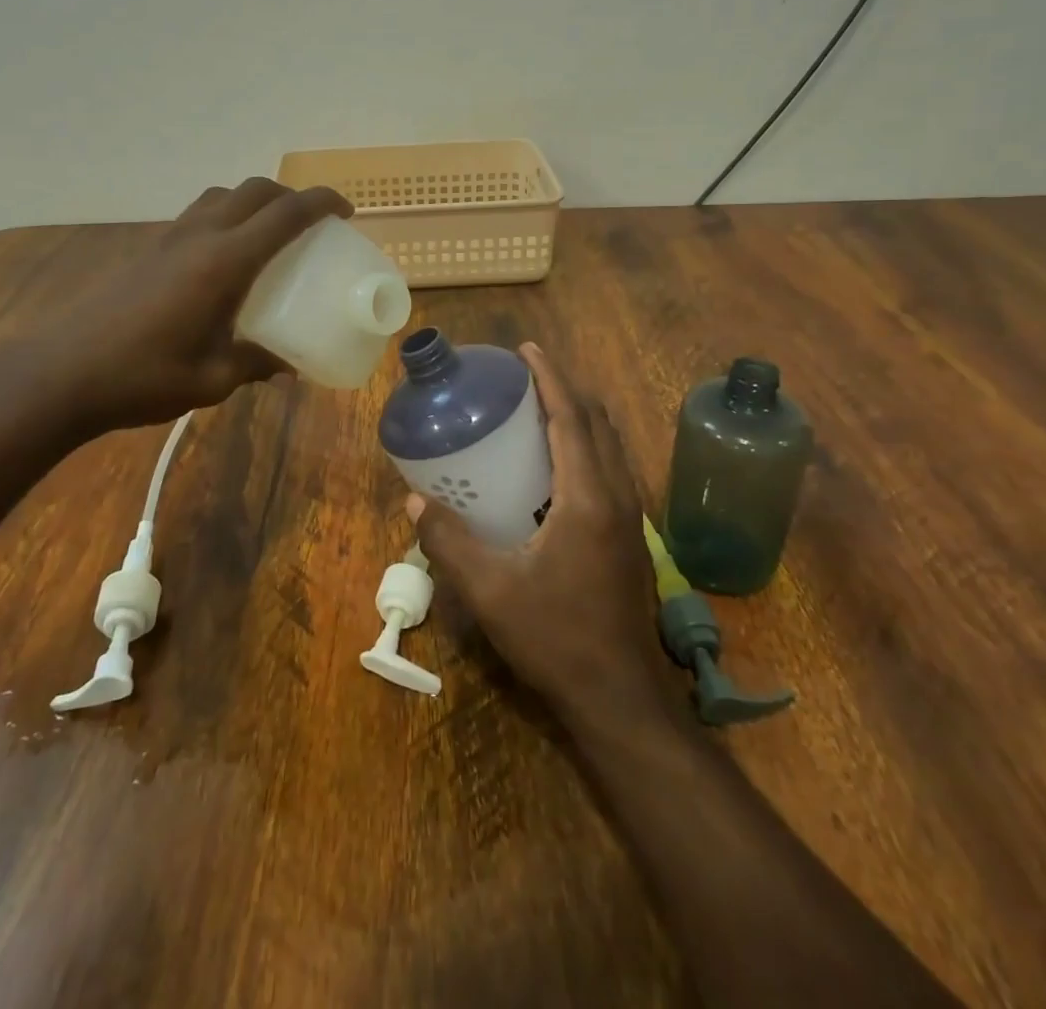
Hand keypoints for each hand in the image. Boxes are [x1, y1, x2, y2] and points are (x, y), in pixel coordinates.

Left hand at [49, 178, 351, 429]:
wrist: (60, 375)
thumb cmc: (143, 377)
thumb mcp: (212, 379)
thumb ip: (255, 364)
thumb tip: (287, 366)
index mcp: (224, 262)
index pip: (285, 214)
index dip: (322, 203)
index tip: (346, 211)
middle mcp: (199, 237)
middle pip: (253, 191)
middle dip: (290, 196)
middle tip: (311, 225)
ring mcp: (168, 239)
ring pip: (221, 197)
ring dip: (253, 202)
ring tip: (268, 236)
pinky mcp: (146, 251)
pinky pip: (197, 216)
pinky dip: (224, 219)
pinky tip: (223, 263)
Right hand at [408, 343, 667, 726]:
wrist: (618, 696)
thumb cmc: (555, 637)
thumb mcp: (490, 590)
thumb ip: (449, 542)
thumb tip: (414, 502)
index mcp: (587, 498)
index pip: (571, 418)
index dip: (550, 377)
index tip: (527, 349)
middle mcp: (617, 496)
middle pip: (597, 422)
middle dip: (566, 388)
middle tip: (526, 375)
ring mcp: (631, 518)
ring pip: (610, 445)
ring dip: (580, 415)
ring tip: (541, 407)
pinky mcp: (630, 537)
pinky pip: (611, 467)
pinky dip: (588, 444)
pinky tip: (558, 464)